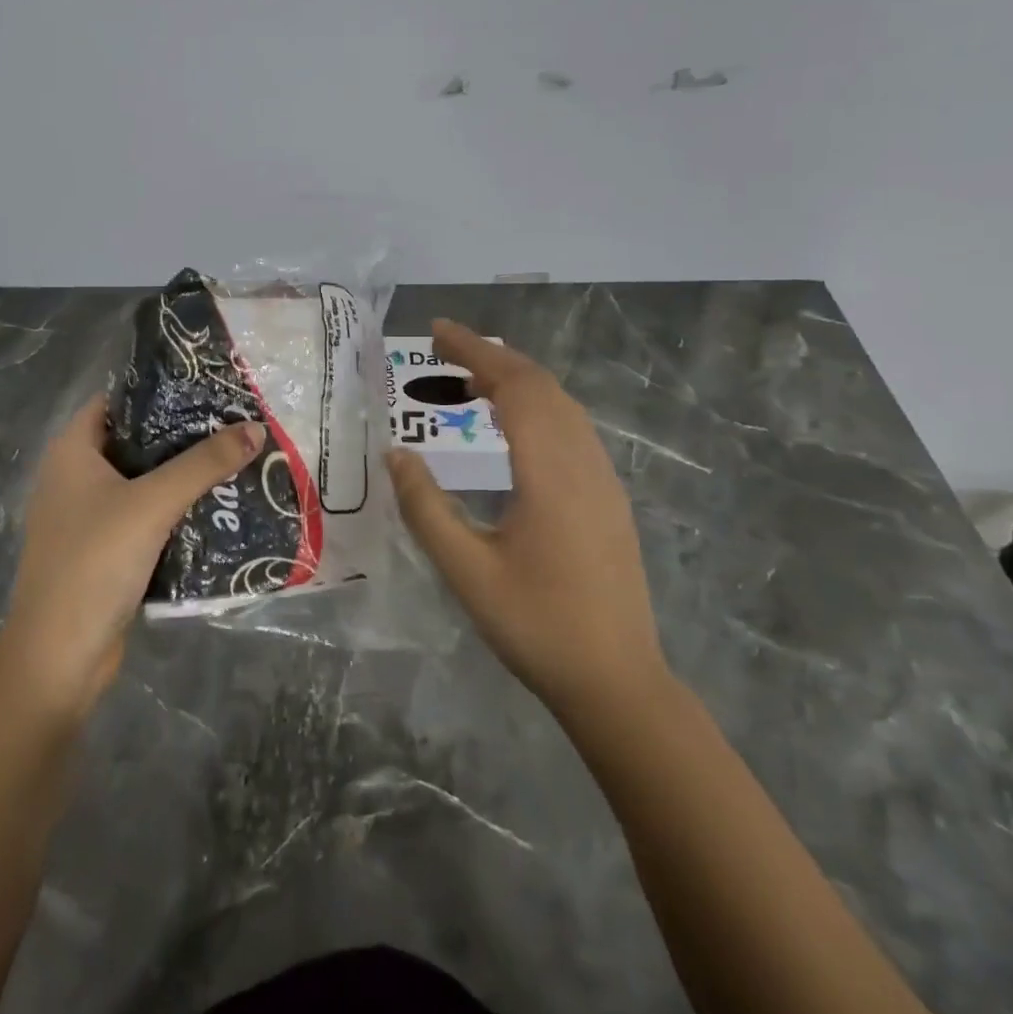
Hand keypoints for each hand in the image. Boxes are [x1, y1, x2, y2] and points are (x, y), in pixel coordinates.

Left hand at [0, 396, 264, 720]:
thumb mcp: (152, 504)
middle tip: (232, 422)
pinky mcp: (103, 551)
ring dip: (182, 474)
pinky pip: (144, 516)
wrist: (58, 658)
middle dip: (181, 434)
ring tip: (234, 458)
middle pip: (135, 441)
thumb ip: (204, 464)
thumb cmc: (94, 563)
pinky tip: (216, 507)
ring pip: (142, 481)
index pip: (116, 401)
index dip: (158, 389)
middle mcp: (75, 477)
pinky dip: (174, 510)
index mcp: (71, 452)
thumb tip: (255, 428)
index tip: (206, 385)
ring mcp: (87, 517)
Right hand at [387, 319, 668, 717]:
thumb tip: (395, 454)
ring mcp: (603, 479)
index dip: (475, 351)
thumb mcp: (466, 570)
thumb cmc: (536, 626)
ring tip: (469, 380)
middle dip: (492, 356)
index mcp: (550, 472)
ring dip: (516, 379)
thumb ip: (426, 508)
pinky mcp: (608, 497)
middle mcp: (583, 462)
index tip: (436, 331)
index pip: (513, 386)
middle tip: (443, 349)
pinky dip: (536, 405)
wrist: (617, 682)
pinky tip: (511, 426)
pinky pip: (572, 428)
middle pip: (541, 385)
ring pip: (562, 404)